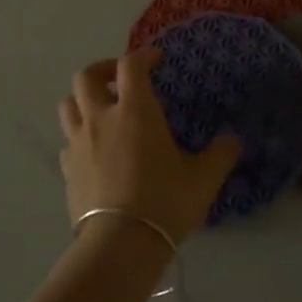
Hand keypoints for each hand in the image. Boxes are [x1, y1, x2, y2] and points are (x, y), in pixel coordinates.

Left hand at [57, 49, 241, 246]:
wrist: (120, 245)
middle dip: (103, 70)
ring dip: (83, 100)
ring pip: (68, 105)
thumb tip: (233, 140)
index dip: (143, 56)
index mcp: (134, 111)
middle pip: (86, 77)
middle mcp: (100, 119)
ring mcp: (78, 144)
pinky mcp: (67, 170)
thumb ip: (221, 154)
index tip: (156, 60)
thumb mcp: (203, 178)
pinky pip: (67, 141)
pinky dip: (79, 136)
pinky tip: (94, 151)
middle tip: (119, 79)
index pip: (131, 66)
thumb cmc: (164, 202)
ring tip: (102, 111)